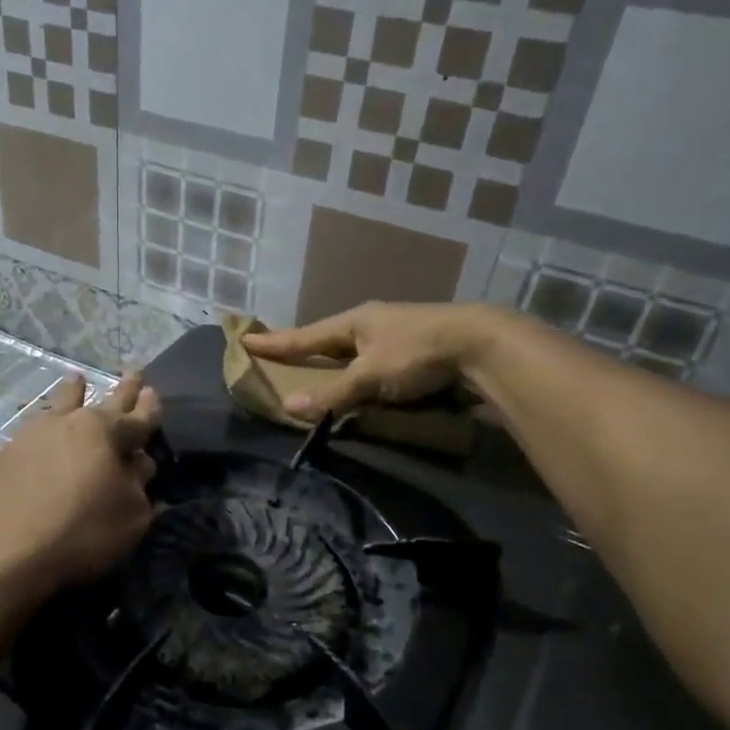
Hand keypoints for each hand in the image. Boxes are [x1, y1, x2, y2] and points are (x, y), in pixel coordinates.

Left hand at [0, 371, 160, 597]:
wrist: (3, 552)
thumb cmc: (80, 532)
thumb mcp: (131, 516)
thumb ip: (138, 486)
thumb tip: (137, 465)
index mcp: (105, 433)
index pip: (137, 419)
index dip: (149, 409)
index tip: (154, 392)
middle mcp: (70, 424)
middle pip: (102, 403)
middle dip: (122, 392)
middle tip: (133, 374)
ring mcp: (33, 435)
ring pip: (62, 406)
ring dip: (74, 392)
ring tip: (77, 378)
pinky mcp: (8, 455)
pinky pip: (37, 429)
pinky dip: (48, 421)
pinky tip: (44, 423)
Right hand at [242, 302, 483, 419]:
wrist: (483, 345)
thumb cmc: (417, 353)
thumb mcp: (369, 376)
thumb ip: (332, 395)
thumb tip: (289, 407)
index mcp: (355, 321)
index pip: (305, 335)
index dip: (275, 342)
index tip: (246, 338)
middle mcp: (373, 324)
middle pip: (329, 338)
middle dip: (306, 347)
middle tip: (282, 354)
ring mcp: (397, 335)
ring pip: (355, 349)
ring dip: (336, 360)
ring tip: (319, 370)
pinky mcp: (418, 350)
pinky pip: (377, 361)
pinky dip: (362, 372)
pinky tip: (363, 381)